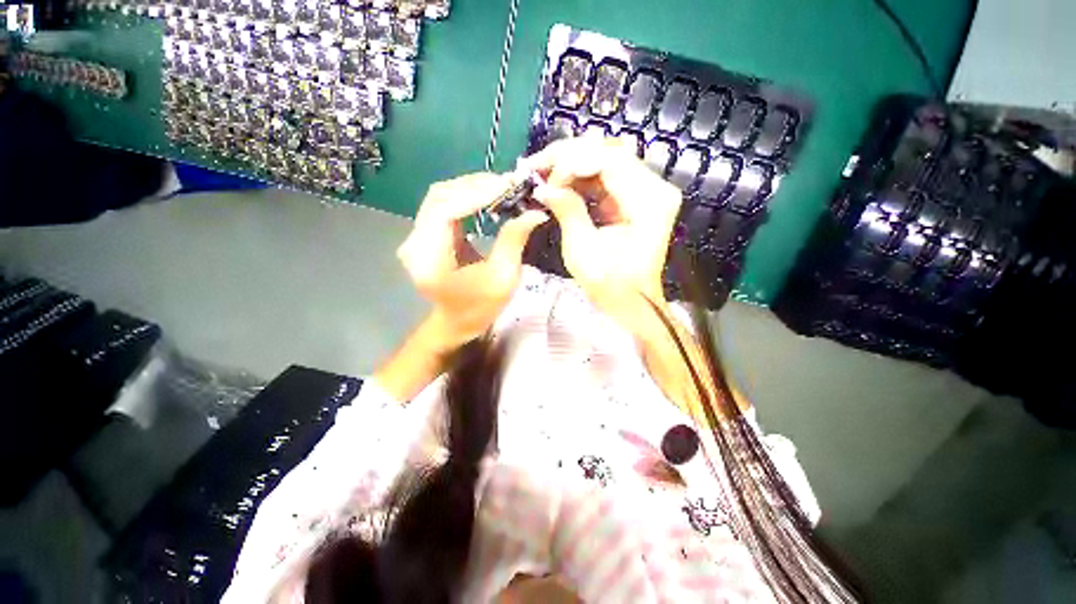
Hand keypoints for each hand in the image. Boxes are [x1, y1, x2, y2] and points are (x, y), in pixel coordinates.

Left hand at [397, 173, 548, 350]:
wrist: (457, 322)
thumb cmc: (480, 307)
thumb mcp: (503, 278)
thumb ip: (514, 241)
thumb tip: (535, 212)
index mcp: (429, 260)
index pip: (445, 210)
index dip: (476, 193)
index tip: (508, 185)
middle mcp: (414, 244)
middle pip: (439, 196)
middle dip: (475, 185)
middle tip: (508, 184)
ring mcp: (415, 237)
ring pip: (440, 196)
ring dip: (470, 188)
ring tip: (501, 187)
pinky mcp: (423, 235)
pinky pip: (442, 205)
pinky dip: (465, 197)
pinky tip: (487, 197)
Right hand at [521, 137, 681, 321]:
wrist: (631, 302)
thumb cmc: (609, 285)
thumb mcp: (582, 251)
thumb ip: (567, 211)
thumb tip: (544, 186)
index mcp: (649, 202)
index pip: (609, 160)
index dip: (572, 162)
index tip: (544, 179)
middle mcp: (656, 189)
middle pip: (610, 152)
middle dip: (569, 156)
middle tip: (537, 167)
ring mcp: (649, 192)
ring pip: (607, 159)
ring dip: (573, 164)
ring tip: (544, 173)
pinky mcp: (638, 198)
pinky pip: (608, 176)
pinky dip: (583, 177)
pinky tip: (561, 182)